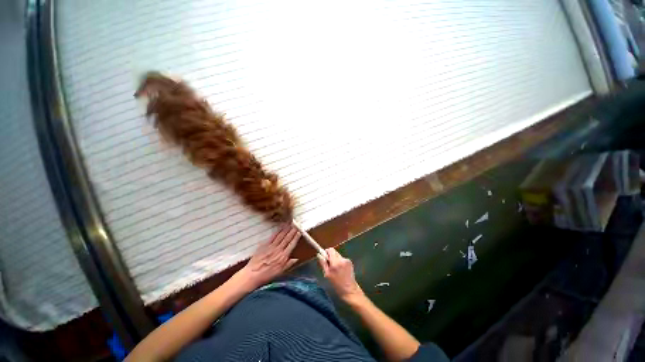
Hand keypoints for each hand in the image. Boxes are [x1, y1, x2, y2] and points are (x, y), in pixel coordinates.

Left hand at [236, 225, 300, 289]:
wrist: (252, 275)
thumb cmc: (266, 275)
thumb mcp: (280, 272)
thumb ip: (288, 264)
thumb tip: (296, 259)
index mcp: (283, 257)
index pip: (292, 245)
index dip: (296, 238)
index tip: (300, 232)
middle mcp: (278, 250)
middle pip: (287, 238)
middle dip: (292, 231)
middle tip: (296, 225)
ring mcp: (271, 246)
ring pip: (281, 236)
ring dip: (286, 229)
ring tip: (290, 224)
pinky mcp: (264, 245)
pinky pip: (273, 236)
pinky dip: (277, 231)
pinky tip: (280, 227)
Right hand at [318, 248, 364, 303]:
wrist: (350, 290)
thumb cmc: (336, 284)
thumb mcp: (327, 275)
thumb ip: (323, 263)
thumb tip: (319, 254)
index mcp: (335, 262)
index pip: (330, 250)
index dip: (326, 252)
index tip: (324, 257)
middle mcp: (342, 259)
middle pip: (334, 252)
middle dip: (331, 256)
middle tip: (329, 265)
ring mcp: (347, 260)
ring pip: (338, 255)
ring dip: (335, 260)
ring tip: (335, 269)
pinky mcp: (350, 262)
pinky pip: (342, 259)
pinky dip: (340, 262)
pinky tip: (341, 270)